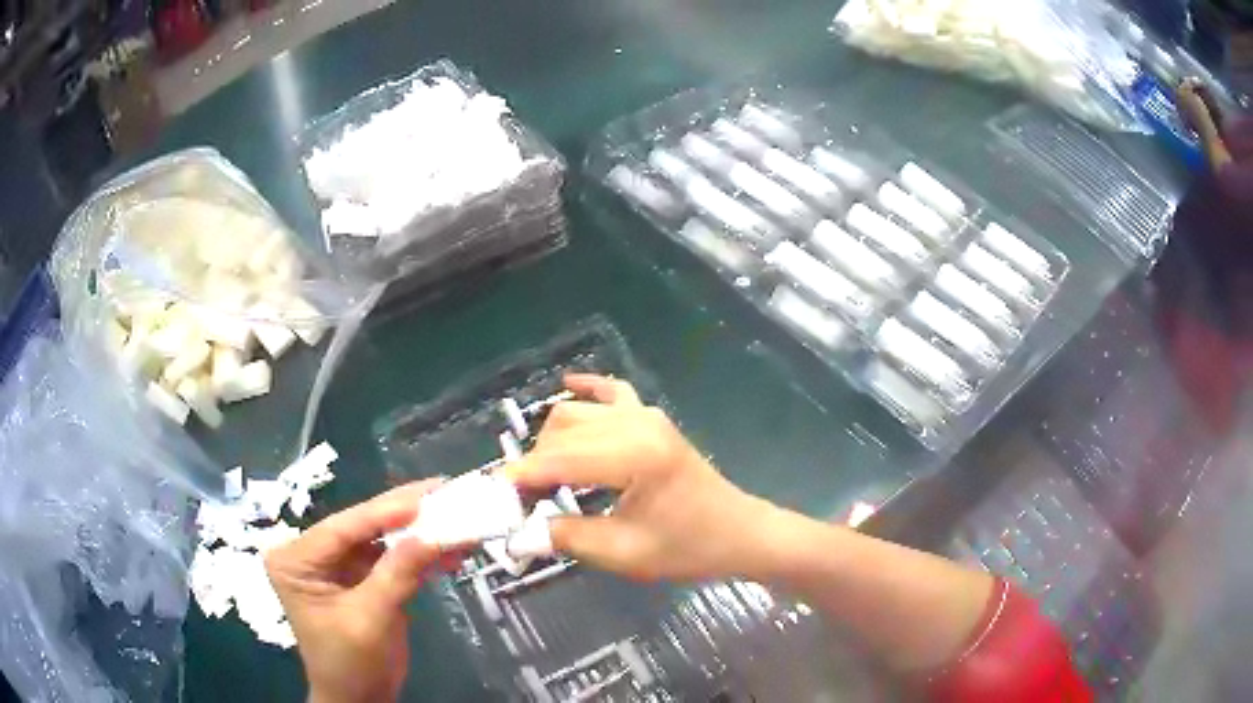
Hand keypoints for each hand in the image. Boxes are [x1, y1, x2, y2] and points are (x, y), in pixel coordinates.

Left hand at [265, 481, 443, 702]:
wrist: (360, 700)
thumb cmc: (350, 664)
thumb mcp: (370, 620)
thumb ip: (396, 575)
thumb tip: (431, 535)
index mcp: (296, 560)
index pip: (341, 528)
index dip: (384, 512)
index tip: (424, 496)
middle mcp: (314, 554)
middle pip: (363, 527)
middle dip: (405, 515)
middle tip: (443, 491)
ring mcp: (339, 566)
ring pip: (382, 540)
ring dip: (420, 534)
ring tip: (457, 519)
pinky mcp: (364, 579)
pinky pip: (394, 559)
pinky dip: (422, 557)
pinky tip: (452, 551)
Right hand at [507, 374, 775, 582]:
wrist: (739, 534)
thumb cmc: (688, 548)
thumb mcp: (624, 552)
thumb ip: (566, 537)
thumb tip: (517, 536)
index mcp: (634, 457)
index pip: (559, 459)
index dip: (521, 478)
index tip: (492, 499)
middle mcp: (637, 424)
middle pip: (562, 429)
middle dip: (534, 462)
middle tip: (521, 500)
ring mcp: (646, 415)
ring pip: (577, 412)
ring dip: (552, 439)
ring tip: (542, 478)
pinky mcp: (652, 418)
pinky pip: (612, 392)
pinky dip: (586, 391)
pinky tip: (565, 386)